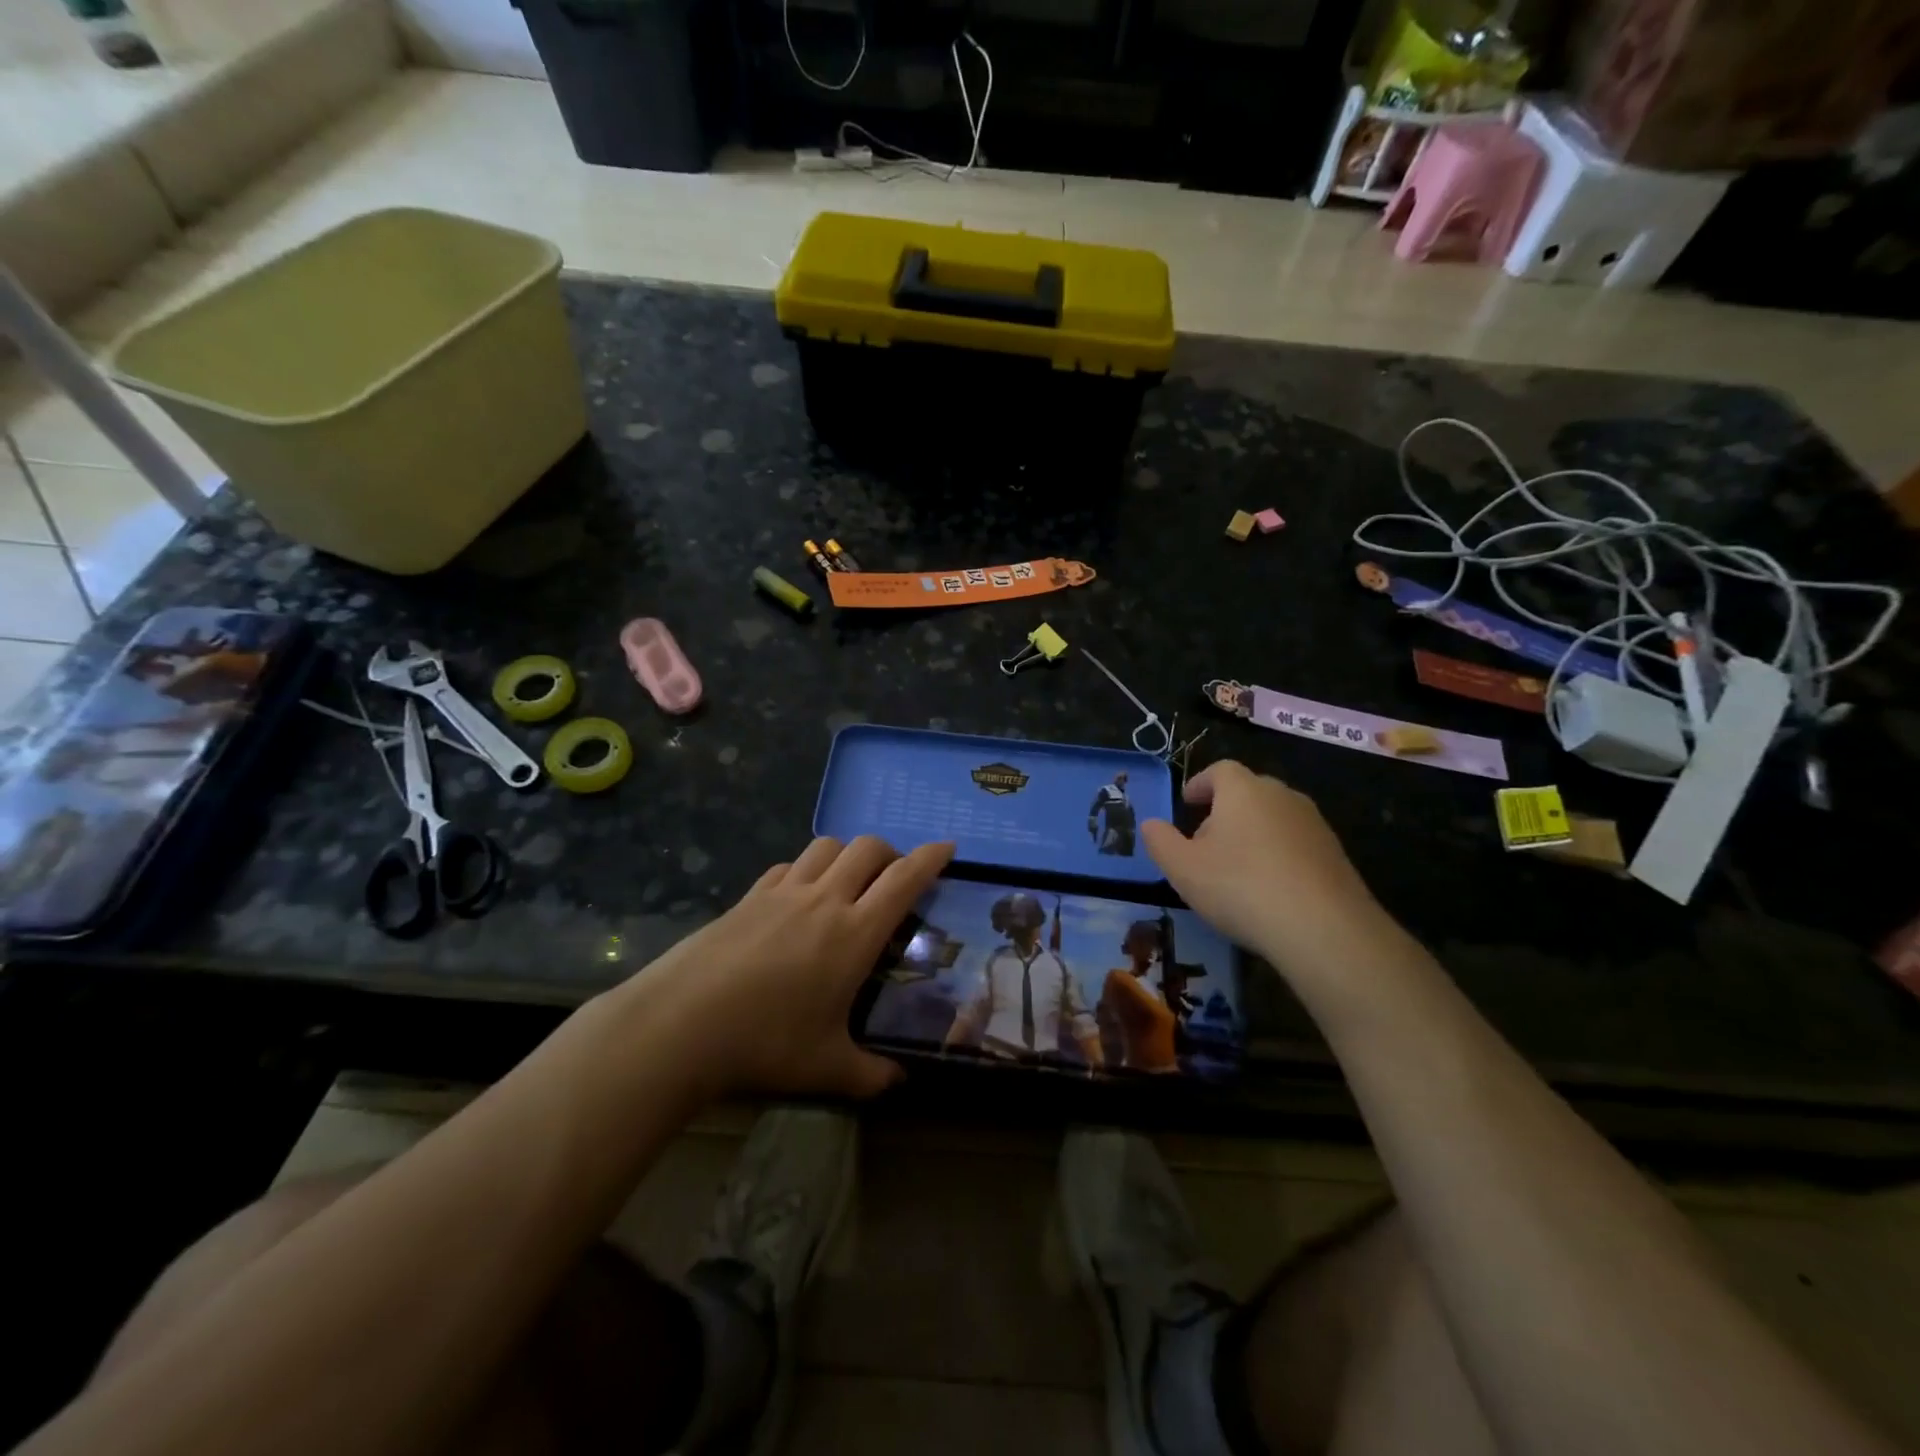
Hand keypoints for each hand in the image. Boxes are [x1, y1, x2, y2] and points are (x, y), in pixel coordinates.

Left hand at [628, 836, 953, 1099]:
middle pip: (868, 848)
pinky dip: (805, 868)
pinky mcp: (750, 896)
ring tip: (849, 879)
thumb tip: (899, 1084)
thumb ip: (870, 1075)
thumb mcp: (826, 1068)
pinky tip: (799, 895)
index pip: (904, 879)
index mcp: (854, 933)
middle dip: (891, 852)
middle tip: (896, 877)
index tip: (948, 846)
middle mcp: (824, 899)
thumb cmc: (765, 1042)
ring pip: (827, 846)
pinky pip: (788, 865)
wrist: (681, 1023)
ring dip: (848, 853)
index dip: (931, 857)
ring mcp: (784, 892)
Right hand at [1140, 761, 1386, 970]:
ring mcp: (1314, 823)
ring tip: (1236, 867)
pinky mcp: (1335, 853)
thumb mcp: (1182, 868)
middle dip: (1224, 810)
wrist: (1323, 928)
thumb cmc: (1240, 887)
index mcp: (1243, 790)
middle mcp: (1281, 795)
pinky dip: (1278, 854)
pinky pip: (1296, 843)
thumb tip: (1150, 824)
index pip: (1220, 770)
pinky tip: (1269, 888)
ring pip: (1274, 817)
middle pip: (1248, 792)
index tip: (1187, 803)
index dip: (1200, 783)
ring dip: (1253, 832)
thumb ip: (1160, 841)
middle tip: (1205, 841)